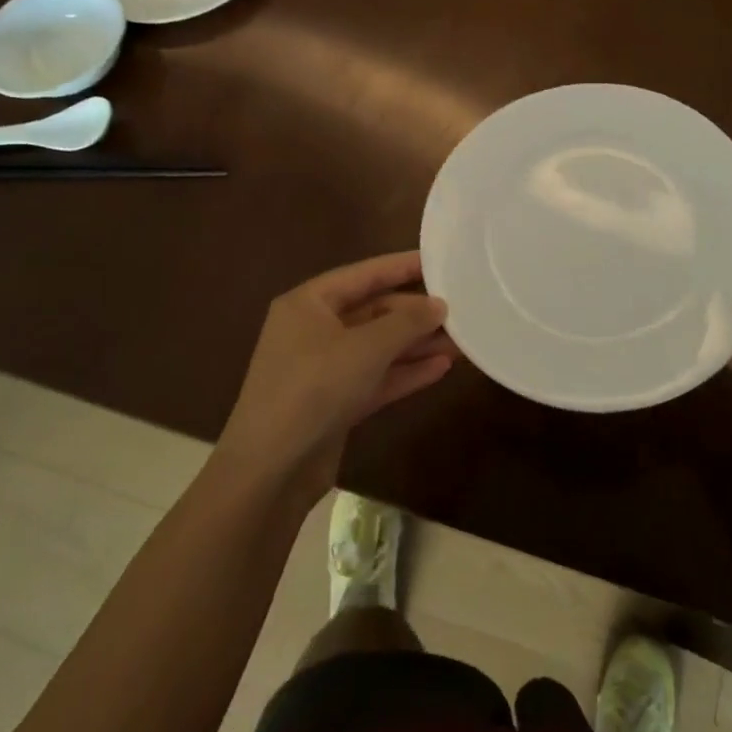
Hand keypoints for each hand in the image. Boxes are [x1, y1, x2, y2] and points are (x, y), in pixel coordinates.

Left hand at [216, 252, 452, 501]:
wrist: (270, 471)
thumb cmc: (314, 388)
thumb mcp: (366, 348)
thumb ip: (407, 322)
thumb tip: (439, 305)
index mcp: (308, 304)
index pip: (363, 274)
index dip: (401, 266)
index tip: (440, 260)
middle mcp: (313, 330)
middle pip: (373, 311)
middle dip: (415, 314)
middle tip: (460, 309)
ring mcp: (323, 369)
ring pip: (378, 347)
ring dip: (416, 344)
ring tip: (461, 340)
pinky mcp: (334, 403)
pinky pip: (376, 377)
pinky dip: (405, 373)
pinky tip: (442, 368)